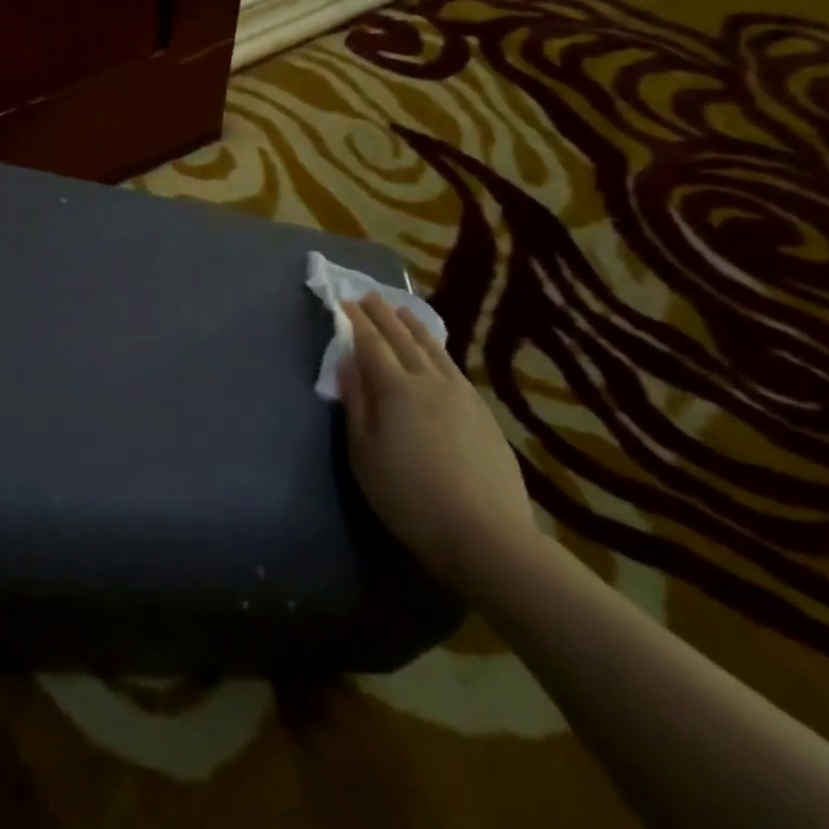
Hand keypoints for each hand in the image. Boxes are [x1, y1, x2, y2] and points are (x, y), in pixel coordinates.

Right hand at [340, 296, 537, 588]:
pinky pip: (453, 366)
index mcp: (395, 390)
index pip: (370, 344)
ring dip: (414, 327)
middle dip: (383, 316)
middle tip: (368, 296)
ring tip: (403, 310)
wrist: (485, 533)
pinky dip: (438, 348)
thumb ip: (356, 404)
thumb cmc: (409, 497)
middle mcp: (429, 381)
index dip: (355, 322)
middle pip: (402, 339)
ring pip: (433, 349)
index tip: (343, 302)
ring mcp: (461, 395)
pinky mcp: (482, 412)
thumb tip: (347, 362)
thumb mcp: (364, 454)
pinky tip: (436, 352)